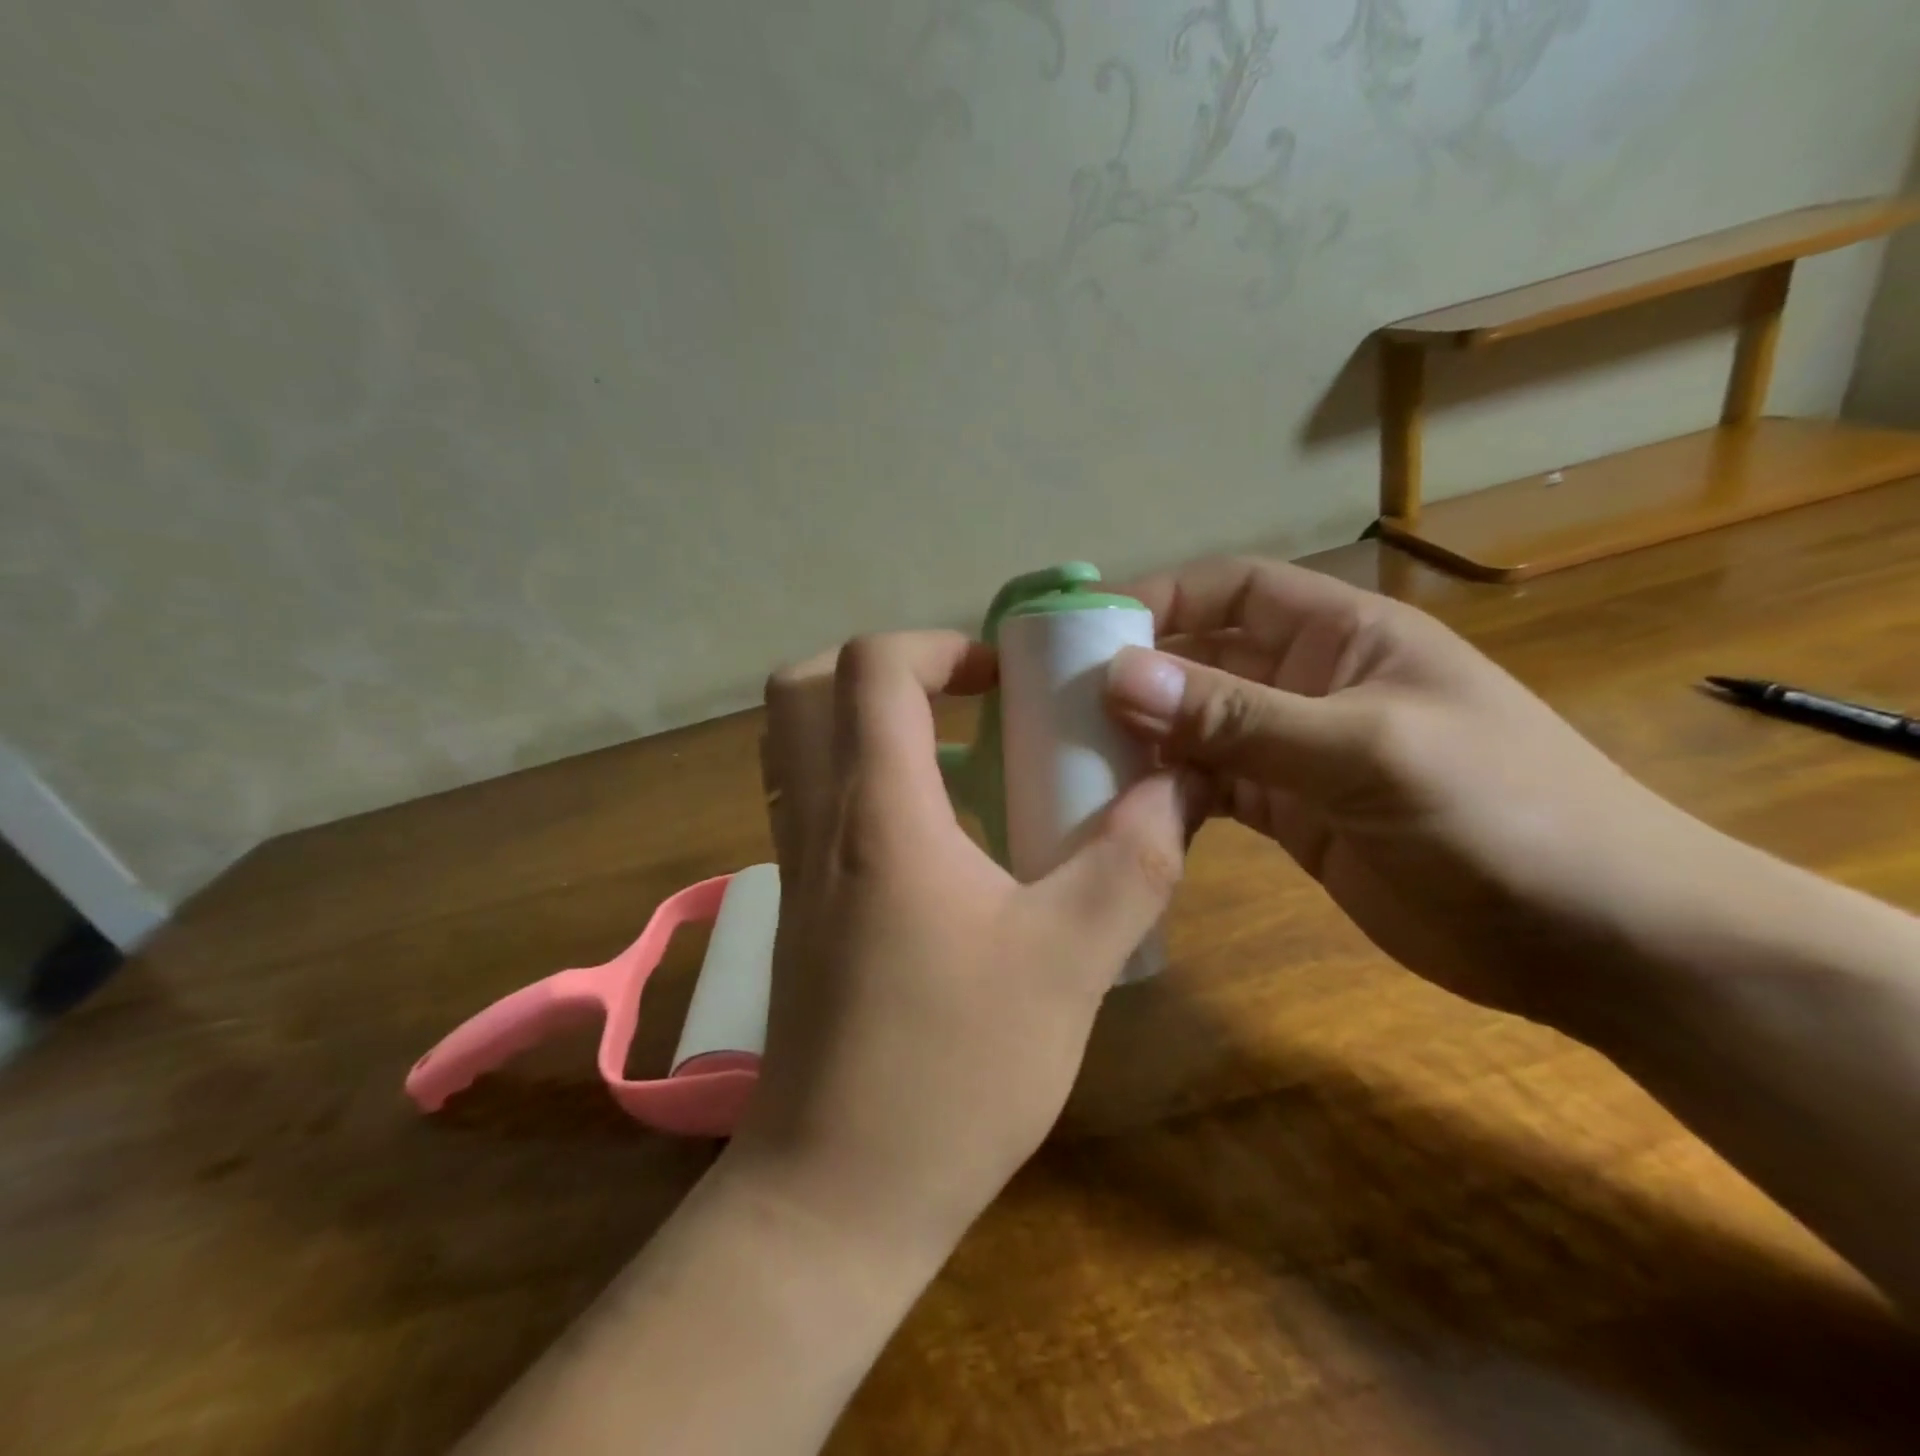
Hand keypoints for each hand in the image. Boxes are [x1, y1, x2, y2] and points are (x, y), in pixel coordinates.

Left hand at [736, 630, 1187, 1259]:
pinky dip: (858, 776)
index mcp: (878, 811)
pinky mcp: (795, 906)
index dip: (941, 646)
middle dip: (887, 668)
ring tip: (953, 756)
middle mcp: (818, 819)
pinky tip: (931, 835)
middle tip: (963, 700)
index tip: (1005, 683)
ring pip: (797, 740)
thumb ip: (1131, 863)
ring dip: (866, 718)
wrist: (838, 1193)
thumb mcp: (1069, 962)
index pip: (875, 666)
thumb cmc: (952, 1072)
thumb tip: (1177, 789)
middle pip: (806, 685)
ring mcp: (793, 864)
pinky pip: (808, 798)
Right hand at [1104, 557, 1719, 1028]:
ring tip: (1074, 757)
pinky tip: (1124, 807)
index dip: (1160, 599)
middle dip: (1137, 674)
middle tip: (1056, 705)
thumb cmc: (1502, 813)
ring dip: (1143, 738)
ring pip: (1197, 728)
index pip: (1231, 589)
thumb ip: (1238, 716)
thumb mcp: (1364, 750)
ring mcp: (1296, 752)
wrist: (1597, 942)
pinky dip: (1168, 791)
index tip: (1085, 633)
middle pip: (1203, 659)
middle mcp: (1309, 683)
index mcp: (1341, 634)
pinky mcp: (1289, 814)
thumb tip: (1120, 678)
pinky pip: (1210, 787)